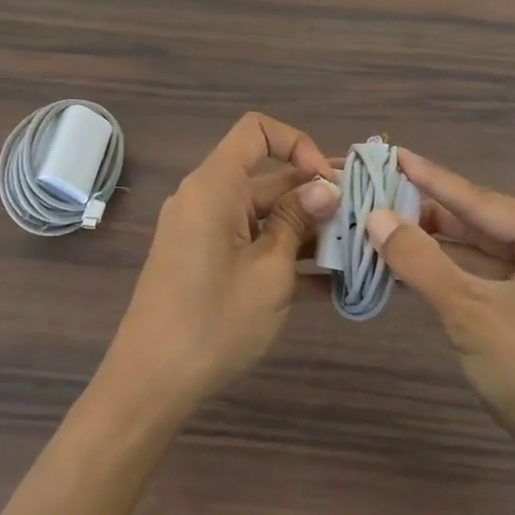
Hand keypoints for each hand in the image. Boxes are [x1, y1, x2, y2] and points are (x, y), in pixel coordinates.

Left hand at [101, 114, 338, 414]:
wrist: (151, 383)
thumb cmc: (214, 320)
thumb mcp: (269, 271)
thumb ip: (297, 221)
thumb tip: (325, 186)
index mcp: (215, 186)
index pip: (256, 131)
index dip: (298, 144)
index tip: (328, 182)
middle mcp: (207, 200)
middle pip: (267, 179)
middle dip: (315, 197)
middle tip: (363, 221)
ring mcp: (205, 233)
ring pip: (264, 216)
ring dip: (307, 231)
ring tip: (356, 254)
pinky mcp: (206, 263)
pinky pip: (251, 245)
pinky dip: (284, 257)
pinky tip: (330, 286)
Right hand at [366, 150, 514, 473]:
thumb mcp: (468, 313)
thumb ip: (420, 260)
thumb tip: (375, 217)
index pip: (482, 200)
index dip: (430, 179)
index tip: (393, 152)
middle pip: (488, 223)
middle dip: (434, 215)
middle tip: (382, 194)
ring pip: (494, 252)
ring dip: (446, 246)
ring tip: (392, 225)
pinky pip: (504, 276)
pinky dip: (466, 273)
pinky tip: (426, 264)